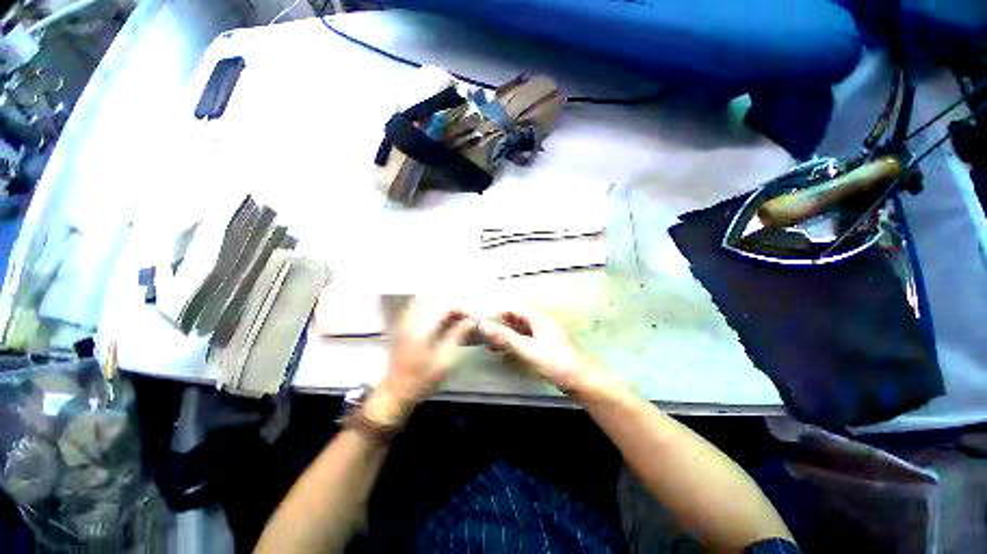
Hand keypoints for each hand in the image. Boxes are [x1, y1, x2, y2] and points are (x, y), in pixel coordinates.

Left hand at [367, 303, 475, 425]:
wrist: (395, 393)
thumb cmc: (422, 379)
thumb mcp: (444, 359)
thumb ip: (457, 335)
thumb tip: (471, 321)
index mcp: (422, 327)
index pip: (446, 306)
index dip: (462, 309)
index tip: (474, 319)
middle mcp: (412, 319)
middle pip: (437, 301)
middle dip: (455, 307)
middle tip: (467, 319)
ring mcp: (406, 322)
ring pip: (428, 303)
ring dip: (444, 309)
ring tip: (457, 320)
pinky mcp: (404, 327)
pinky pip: (420, 310)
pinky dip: (434, 312)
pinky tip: (442, 322)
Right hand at [477, 310, 609, 395]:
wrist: (584, 382)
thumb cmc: (556, 362)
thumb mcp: (528, 349)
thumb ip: (506, 338)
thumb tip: (484, 325)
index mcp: (540, 320)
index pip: (515, 310)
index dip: (499, 314)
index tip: (482, 320)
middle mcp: (543, 325)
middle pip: (518, 321)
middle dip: (502, 326)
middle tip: (483, 334)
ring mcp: (546, 338)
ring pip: (523, 333)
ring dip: (508, 337)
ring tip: (490, 344)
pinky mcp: (548, 350)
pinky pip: (528, 343)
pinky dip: (516, 346)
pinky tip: (507, 354)